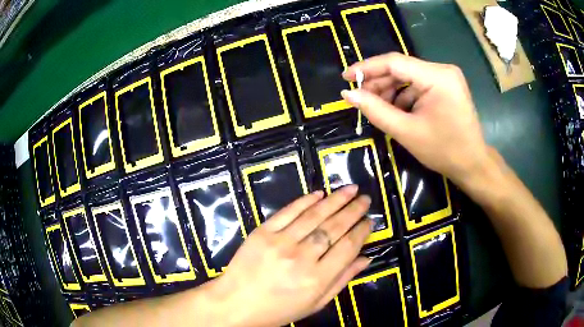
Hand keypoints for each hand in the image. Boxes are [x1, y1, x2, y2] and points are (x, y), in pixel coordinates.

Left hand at [209, 186, 371, 326]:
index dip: (362, 231)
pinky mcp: (262, 232)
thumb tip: (365, 258)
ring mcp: (280, 242)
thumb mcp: (314, 304)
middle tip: (365, 199)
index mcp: (316, 279)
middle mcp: (301, 258)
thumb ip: (342, 280)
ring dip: (335, 200)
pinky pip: (288, 212)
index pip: (347, 247)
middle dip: (353, 210)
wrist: (236, 303)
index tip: (369, 221)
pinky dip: (305, 200)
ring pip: (314, 215)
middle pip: (334, 228)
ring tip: (351, 189)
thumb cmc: (278, 309)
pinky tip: (319, 194)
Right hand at [341, 53, 488, 185]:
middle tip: (360, 98)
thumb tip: (348, 94)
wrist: (472, 164)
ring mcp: (446, 77)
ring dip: (391, 90)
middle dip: (379, 82)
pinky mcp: (446, 85)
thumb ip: (376, 110)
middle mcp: (443, 70)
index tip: (346, 76)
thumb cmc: (444, 151)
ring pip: (408, 76)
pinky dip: (404, 95)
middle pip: (402, 68)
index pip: (395, 62)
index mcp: (438, 77)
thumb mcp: (406, 131)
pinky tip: (397, 110)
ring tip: (378, 108)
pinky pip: (418, 84)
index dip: (367, 68)